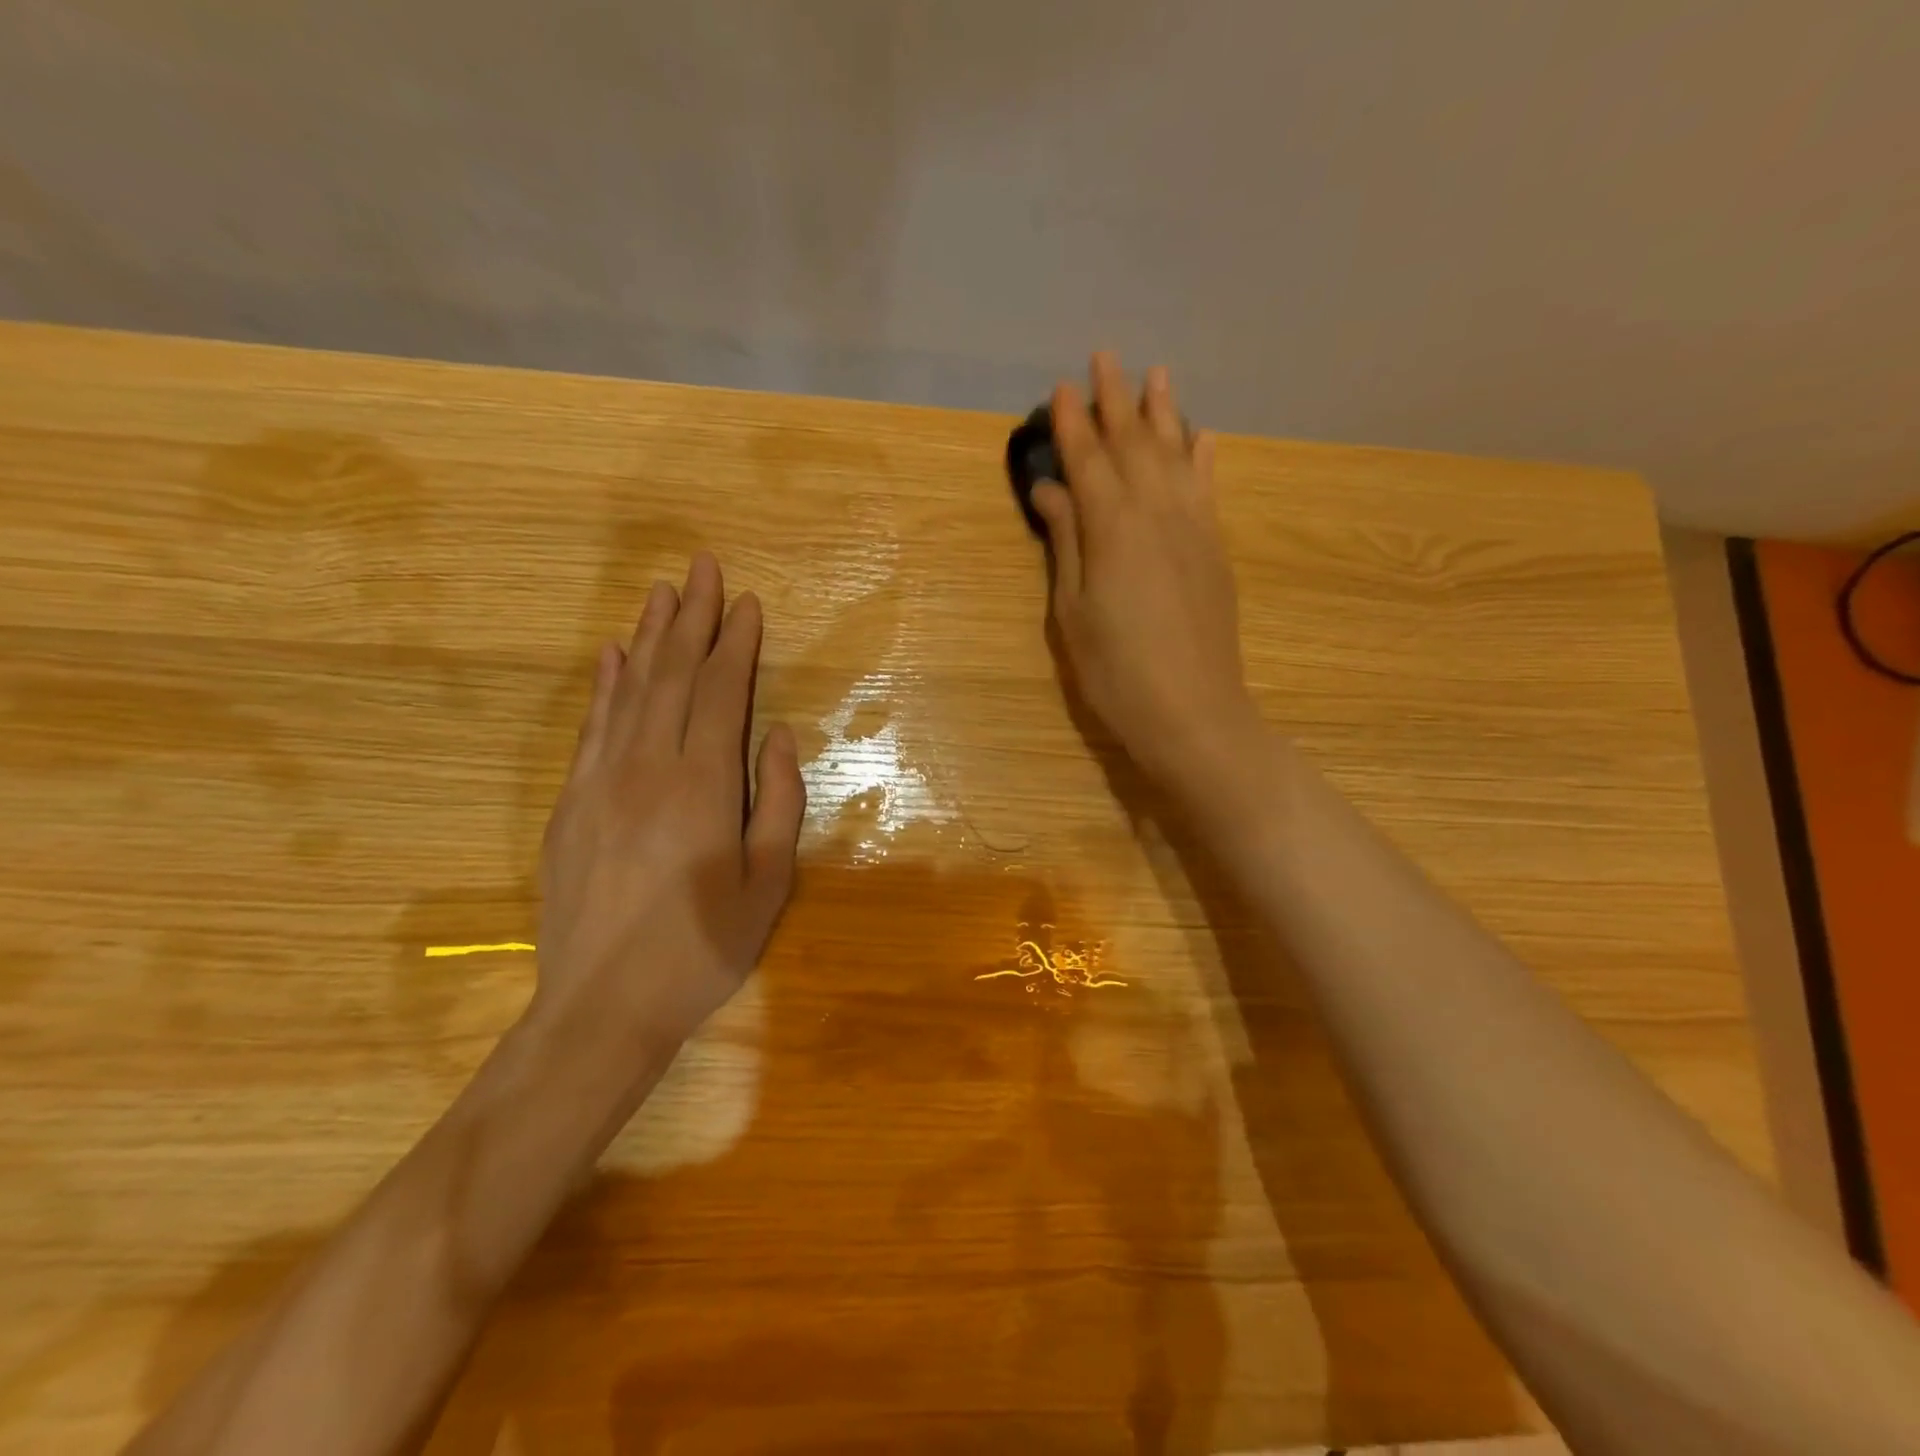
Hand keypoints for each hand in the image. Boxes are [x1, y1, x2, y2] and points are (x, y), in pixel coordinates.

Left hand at [533, 552, 804, 1057]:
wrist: (601, 1006)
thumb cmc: (701, 949)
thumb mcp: (768, 884)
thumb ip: (779, 802)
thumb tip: (780, 736)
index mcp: (703, 786)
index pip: (721, 693)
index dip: (734, 644)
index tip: (745, 603)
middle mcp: (648, 767)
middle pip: (673, 676)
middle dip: (691, 618)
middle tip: (701, 566)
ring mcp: (601, 781)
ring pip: (630, 691)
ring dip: (649, 637)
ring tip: (661, 591)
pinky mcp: (571, 803)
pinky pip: (591, 728)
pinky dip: (605, 686)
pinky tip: (613, 657)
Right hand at [1030, 353, 1261, 805]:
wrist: (1192, 710)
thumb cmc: (1115, 670)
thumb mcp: (1073, 612)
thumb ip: (1067, 543)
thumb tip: (1052, 489)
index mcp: (1111, 528)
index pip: (1087, 460)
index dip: (1073, 423)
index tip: (1062, 387)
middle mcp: (1155, 512)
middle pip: (1132, 444)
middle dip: (1116, 400)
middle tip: (1105, 357)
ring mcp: (1193, 526)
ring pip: (1175, 453)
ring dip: (1163, 412)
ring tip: (1156, 374)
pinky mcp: (1215, 547)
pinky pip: (1209, 486)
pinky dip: (1204, 455)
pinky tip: (1202, 434)